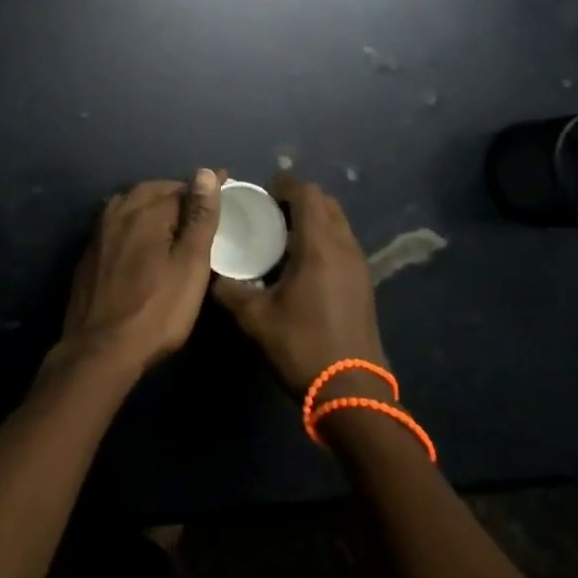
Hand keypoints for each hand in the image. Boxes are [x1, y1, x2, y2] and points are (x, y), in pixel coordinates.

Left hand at [60, 170, 220, 374]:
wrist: (99, 351)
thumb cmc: (156, 310)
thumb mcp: (190, 265)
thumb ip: (199, 218)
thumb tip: (205, 173)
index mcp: (145, 210)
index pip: (181, 188)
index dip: (204, 192)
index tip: (225, 192)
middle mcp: (118, 211)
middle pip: (153, 192)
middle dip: (178, 196)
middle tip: (201, 212)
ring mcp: (99, 232)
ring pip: (132, 206)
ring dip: (154, 208)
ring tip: (175, 225)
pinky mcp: (89, 254)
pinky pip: (117, 225)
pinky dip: (135, 226)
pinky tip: (143, 244)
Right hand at [212, 174, 385, 394]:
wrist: (353, 394)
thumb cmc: (302, 347)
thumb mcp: (255, 319)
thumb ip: (230, 290)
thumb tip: (213, 273)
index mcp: (319, 245)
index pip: (307, 193)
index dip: (284, 184)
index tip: (261, 191)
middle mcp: (344, 247)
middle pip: (326, 203)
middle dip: (299, 198)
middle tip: (270, 212)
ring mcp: (359, 266)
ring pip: (338, 223)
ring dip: (313, 219)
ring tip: (283, 236)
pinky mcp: (364, 284)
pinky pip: (343, 244)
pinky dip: (324, 239)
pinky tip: (301, 263)